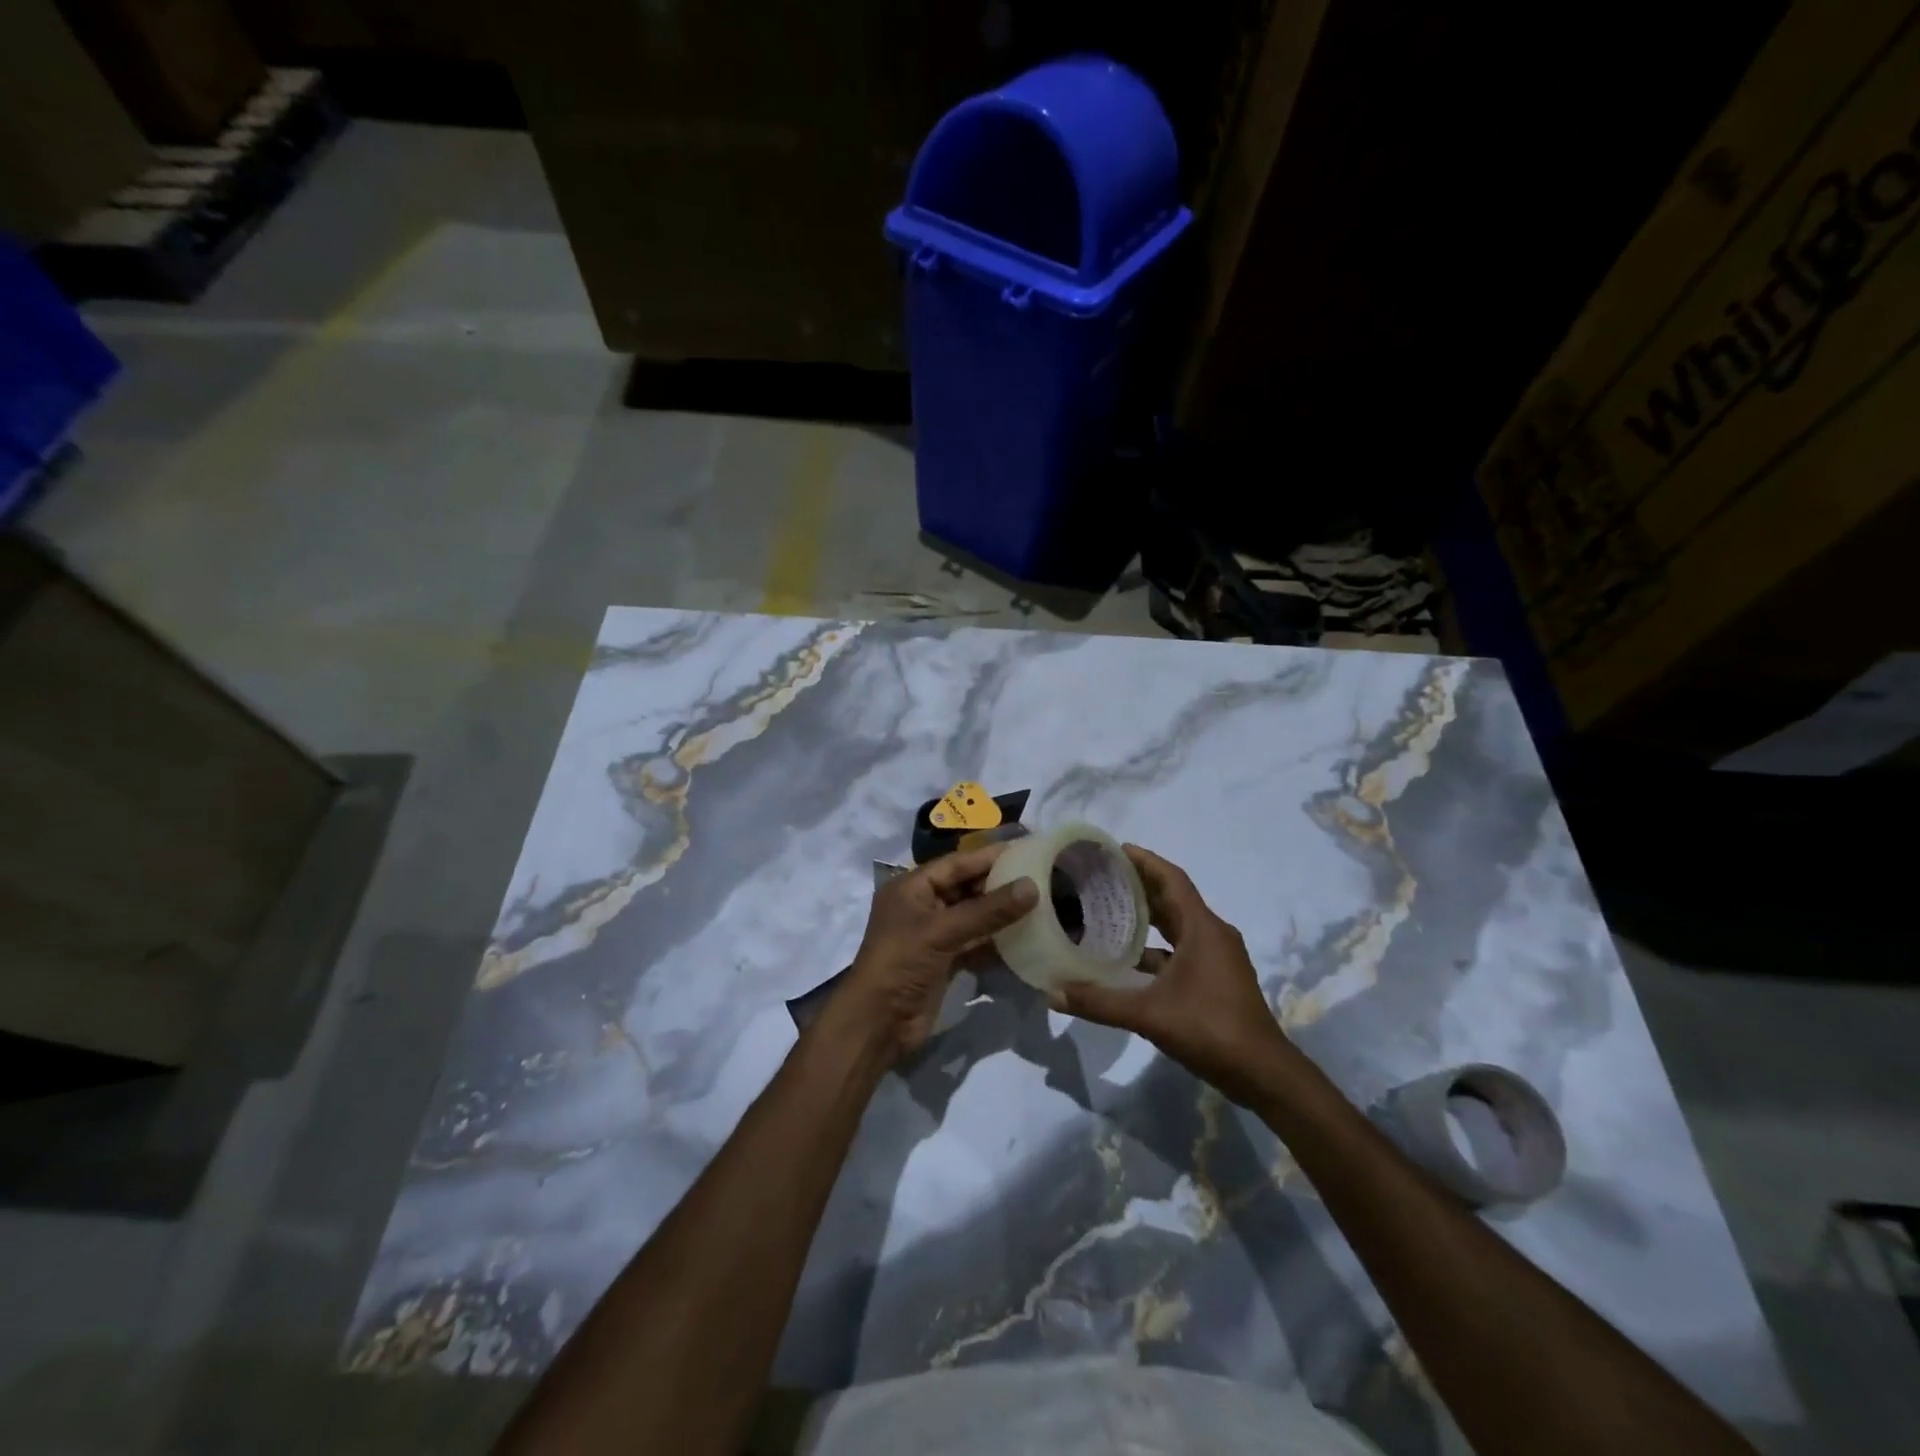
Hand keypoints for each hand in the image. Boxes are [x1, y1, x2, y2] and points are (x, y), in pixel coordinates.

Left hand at [830, 843, 1038, 1062]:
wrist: (878, 1024)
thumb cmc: (901, 964)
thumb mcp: (942, 932)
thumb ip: (988, 910)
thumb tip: (1031, 886)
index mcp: (911, 887)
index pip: (956, 864)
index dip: (990, 856)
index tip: (1026, 848)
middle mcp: (922, 905)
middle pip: (966, 887)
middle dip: (999, 883)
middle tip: (1040, 875)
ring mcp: (934, 934)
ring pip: (974, 916)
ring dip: (1001, 912)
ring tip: (1041, 901)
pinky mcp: (945, 960)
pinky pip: (975, 942)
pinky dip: (997, 939)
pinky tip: (1026, 935)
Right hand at [1056, 845, 1295, 1105]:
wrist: (1263, 1074)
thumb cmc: (1210, 1029)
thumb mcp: (1149, 1015)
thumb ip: (1099, 1003)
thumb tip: (1052, 994)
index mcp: (1202, 928)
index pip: (1172, 879)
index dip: (1144, 861)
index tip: (1115, 849)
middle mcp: (1213, 934)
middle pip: (1173, 898)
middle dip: (1140, 886)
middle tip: (1102, 878)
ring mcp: (1218, 957)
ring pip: (1177, 926)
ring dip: (1148, 918)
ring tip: (1109, 912)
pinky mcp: (1217, 978)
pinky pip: (1182, 949)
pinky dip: (1156, 948)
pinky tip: (1128, 960)